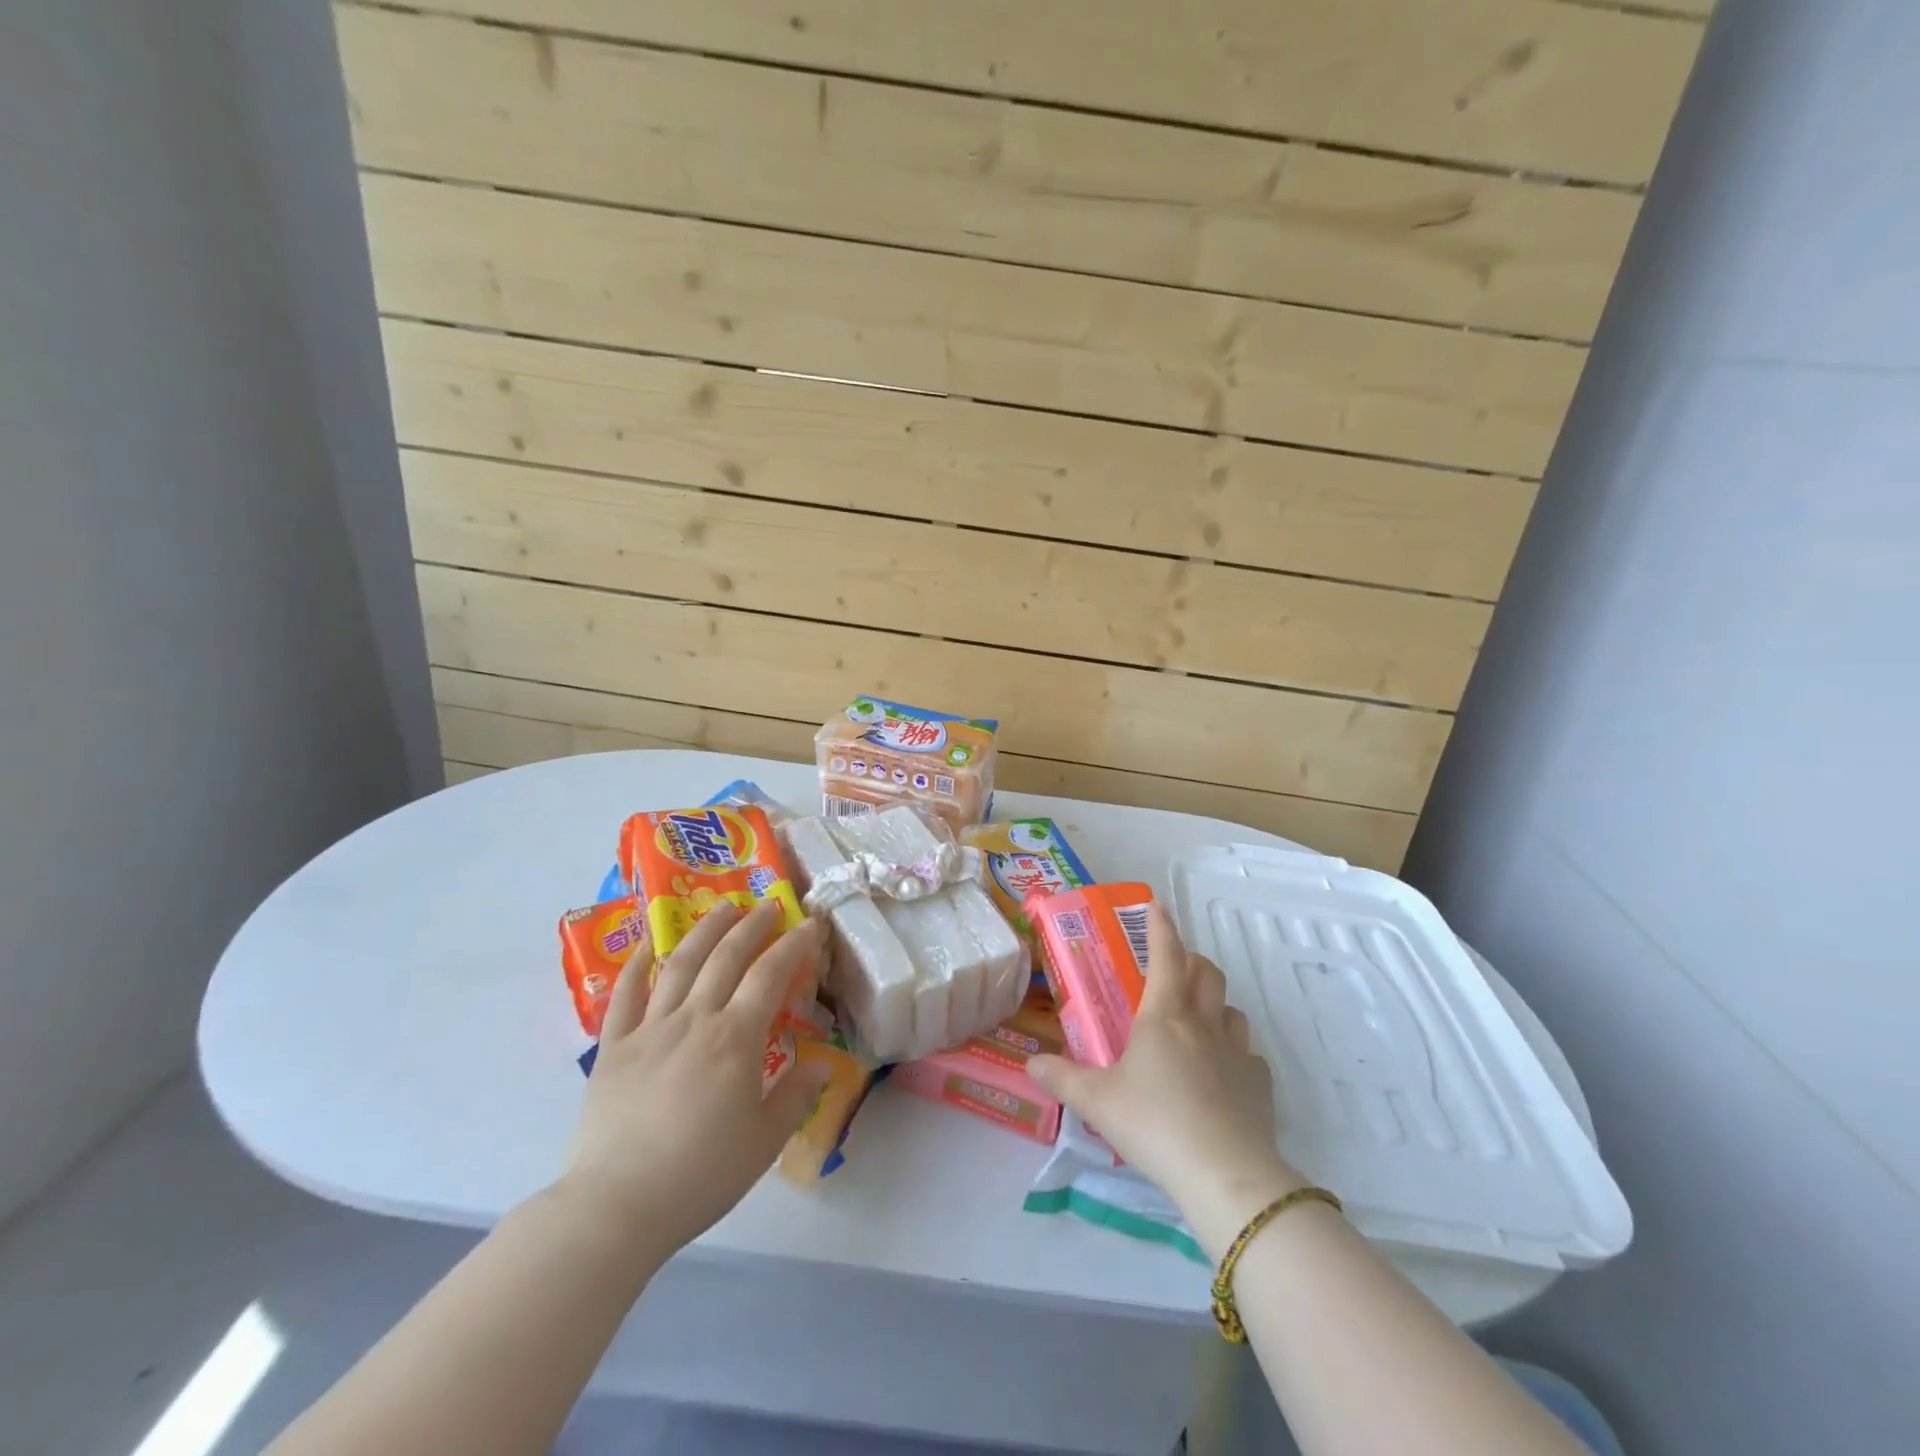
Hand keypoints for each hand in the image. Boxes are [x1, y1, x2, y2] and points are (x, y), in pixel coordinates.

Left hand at [558, 901, 831, 1254]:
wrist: (616, 1205)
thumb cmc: (700, 1174)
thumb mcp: (765, 1141)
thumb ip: (797, 1095)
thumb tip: (823, 1063)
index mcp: (736, 1038)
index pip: (771, 975)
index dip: (794, 945)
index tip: (810, 924)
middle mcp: (695, 1019)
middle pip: (726, 957)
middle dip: (753, 925)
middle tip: (770, 904)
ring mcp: (650, 1029)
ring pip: (680, 963)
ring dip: (705, 930)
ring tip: (722, 908)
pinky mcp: (614, 1047)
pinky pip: (625, 995)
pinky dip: (637, 965)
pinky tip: (648, 945)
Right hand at [1028, 903, 1303, 1246]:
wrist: (1225, 1176)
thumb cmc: (1154, 1124)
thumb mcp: (1096, 1101)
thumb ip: (1062, 1079)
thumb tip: (1031, 1065)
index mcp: (1163, 1016)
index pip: (1165, 956)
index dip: (1161, 927)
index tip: (1157, 906)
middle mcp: (1203, 1025)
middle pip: (1208, 974)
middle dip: (1192, 961)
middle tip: (1174, 968)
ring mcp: (1237, 1054)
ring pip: (1232, 1011)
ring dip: (1216, 1005)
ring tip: (1198, 1021)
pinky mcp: (1260, 1086)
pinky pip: (1250, 1056)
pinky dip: (1236, 1054)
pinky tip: (1223, 1075)